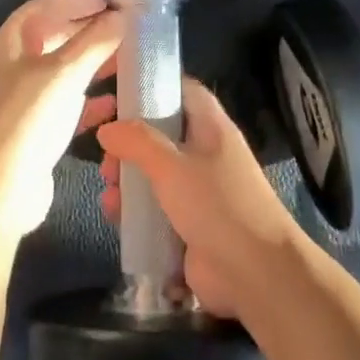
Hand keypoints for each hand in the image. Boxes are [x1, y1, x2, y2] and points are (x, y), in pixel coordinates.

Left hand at [0, 0, 123, 240]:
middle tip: (123, 28)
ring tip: (127, 60)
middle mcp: (13, 69)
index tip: (107, 0)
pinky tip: (115, 103)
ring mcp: (22, 103)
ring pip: (62, 74)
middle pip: (52, 38)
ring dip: (92, 65)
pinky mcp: (34, 133)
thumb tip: (122, 15)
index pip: (41, 8)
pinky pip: (66, 108)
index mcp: (9, 45)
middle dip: (86, 31)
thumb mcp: (63, 73)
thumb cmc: (25, 120)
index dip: (73, 1)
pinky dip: (89, 102)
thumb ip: (94, 41)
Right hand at [97, 80, 305, 319]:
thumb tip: (107, 129)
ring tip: (110, 187)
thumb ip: (137, 142)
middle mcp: (204, 152)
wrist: (256, 275)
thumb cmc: (217, 206)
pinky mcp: (187, 223)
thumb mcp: (173, 166)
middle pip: (159, 132)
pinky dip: (133, 208)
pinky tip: (115, 215)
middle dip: (127, 139)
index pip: (180, 89)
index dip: (149, 84)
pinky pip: (153, 206)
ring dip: (126, 176)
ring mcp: (197, 190)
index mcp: (210, 127)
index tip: (114, 89)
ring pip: (152, 171)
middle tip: (102, 150)